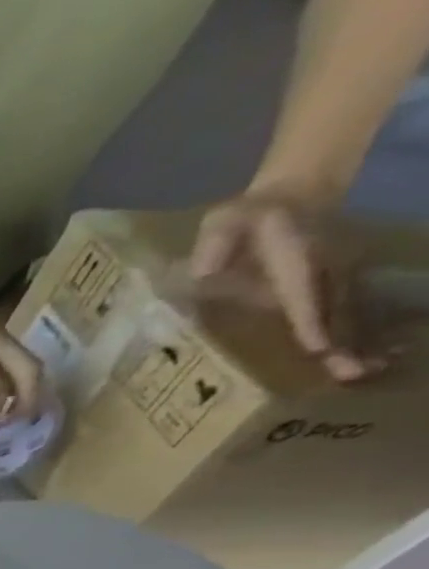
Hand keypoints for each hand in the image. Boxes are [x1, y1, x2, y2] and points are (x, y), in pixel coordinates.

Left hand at [191, 192, 376, 381]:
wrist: (292, 195)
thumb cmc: (245, 218)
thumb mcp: (223, 224)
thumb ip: (215, 245)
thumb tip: (204, 271)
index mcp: (295, 256)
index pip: (303, 291)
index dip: (311, 318)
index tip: (320, 345)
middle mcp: (325, 268)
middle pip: (335, 307)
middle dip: (344, 340)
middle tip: (353, 373)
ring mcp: (336, 274)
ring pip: (348, 312)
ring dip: (357, 342)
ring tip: (363, 373)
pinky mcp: (336, 284)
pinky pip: (347, 311)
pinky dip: (357, 335)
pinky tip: (365, 360)